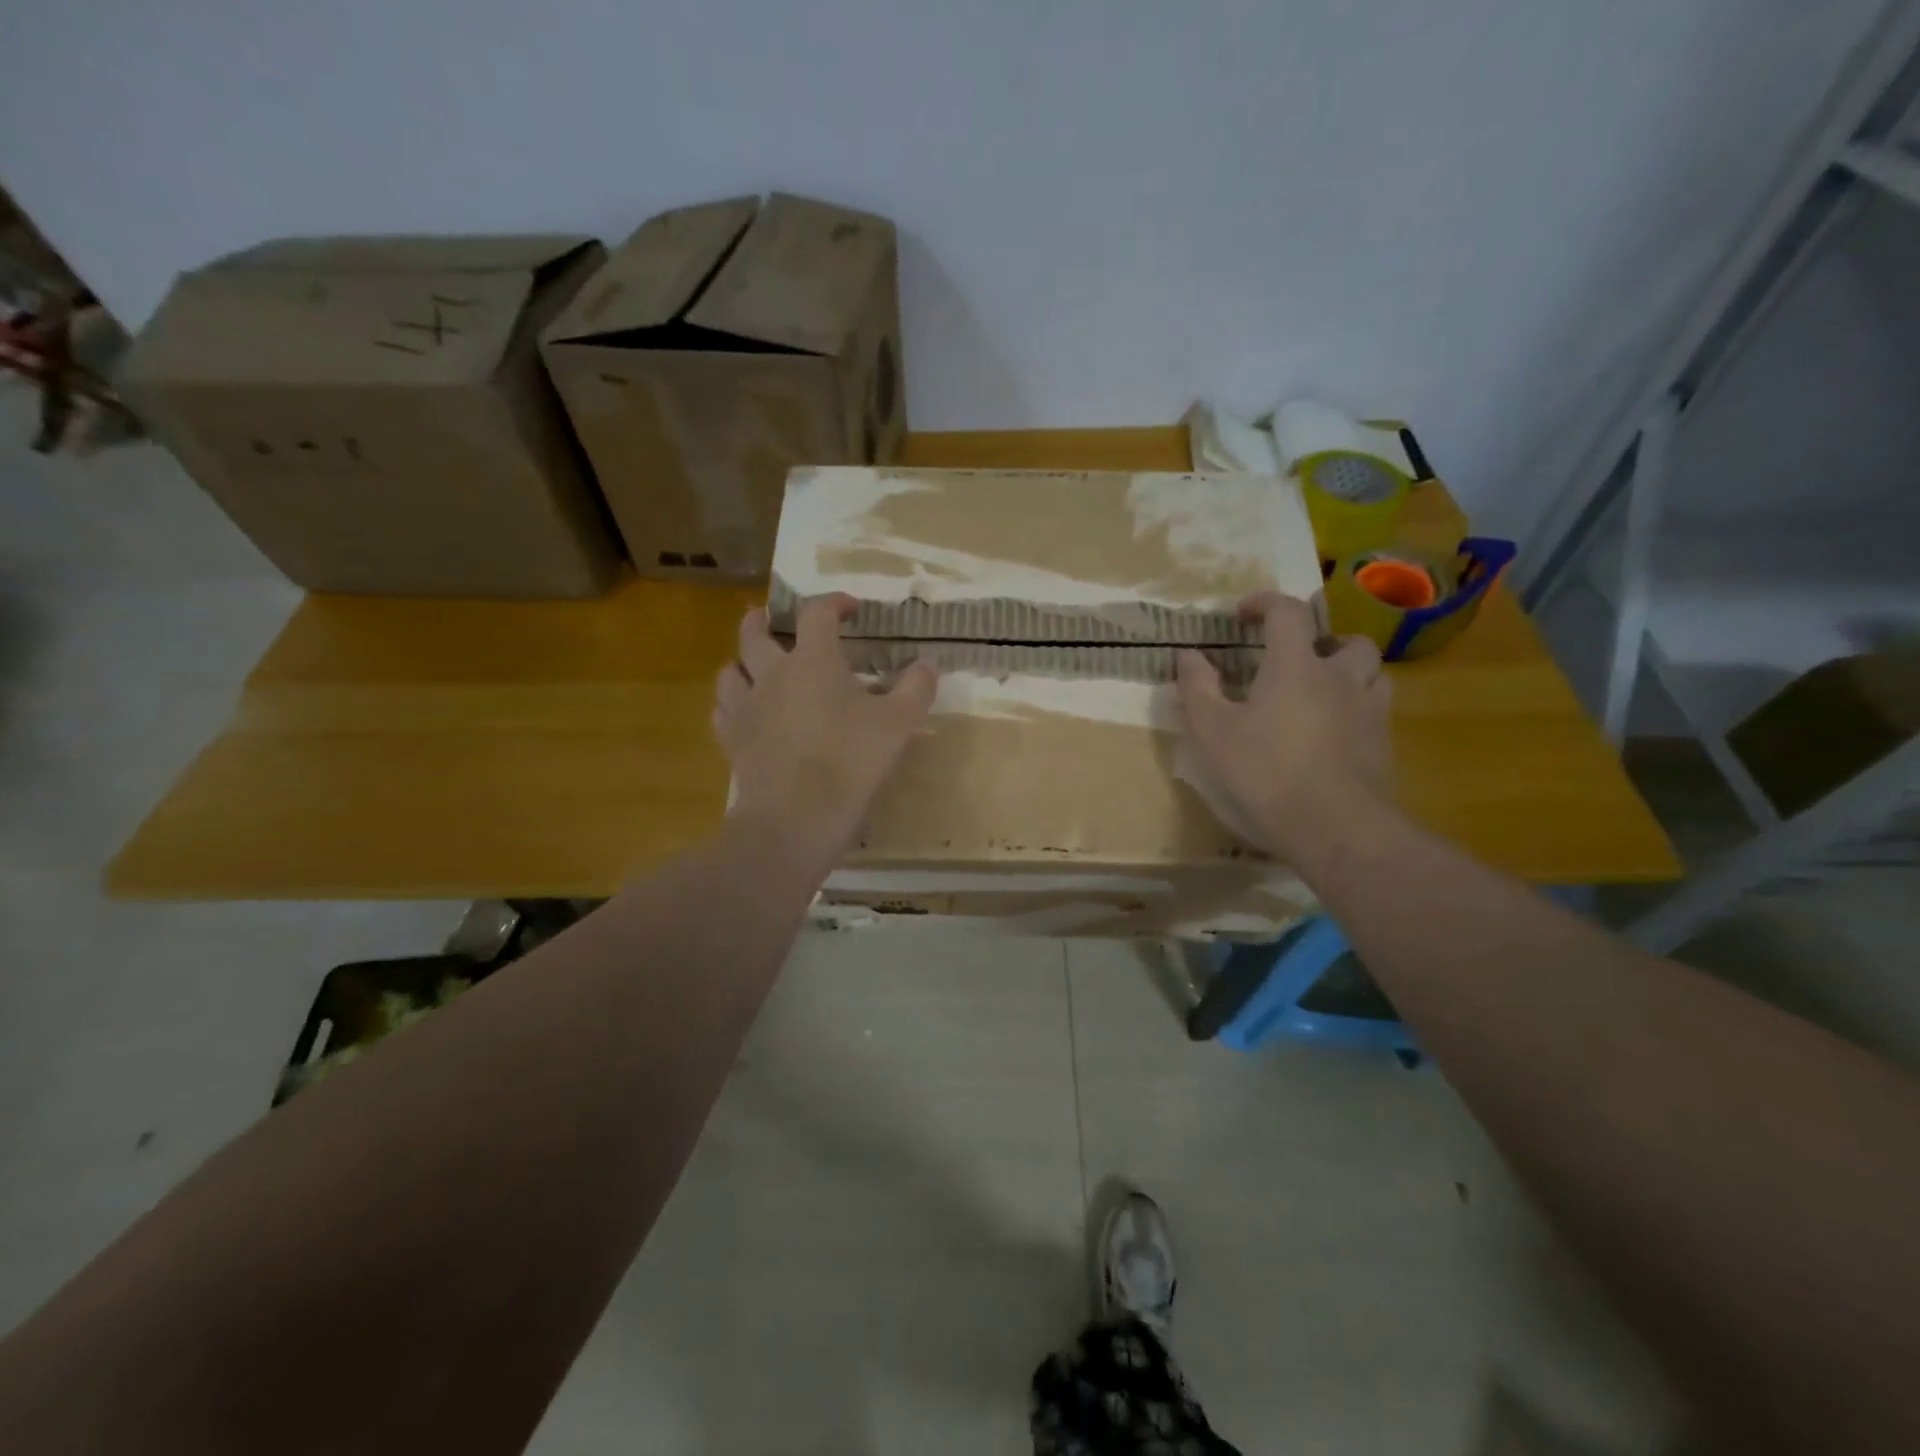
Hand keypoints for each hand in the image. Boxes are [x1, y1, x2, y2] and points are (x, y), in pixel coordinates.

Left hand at [713, 596, 937, 864]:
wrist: (795, 817)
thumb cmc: (851, 762)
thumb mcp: (899, 724)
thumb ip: (916, 688)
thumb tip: (926, 664)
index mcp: (813, 660)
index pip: (817, 613)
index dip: (834, 602)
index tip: (851, 608)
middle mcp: (771, 674)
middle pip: (753, 632)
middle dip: (763, 620)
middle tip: (773, 620)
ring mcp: (745, 708)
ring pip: (730, 670)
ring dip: (742, 663)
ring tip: (754, 668)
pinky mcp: (732, 741)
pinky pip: (722, 712)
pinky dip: (733, 706)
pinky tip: (746, 715)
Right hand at [1175, 592, 1392, 858]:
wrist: (1335, 825)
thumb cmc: (1266, 771)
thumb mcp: (1213, 731)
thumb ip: (1197, 687)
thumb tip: (1188, 654)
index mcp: (1295, 665)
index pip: (1287, 612)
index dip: (1264, 603)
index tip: (1242, 613)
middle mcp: (1339, 676)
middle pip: (1344, 640)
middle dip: (1320, 641)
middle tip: (1295, 661)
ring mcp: (1368, 709)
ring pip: (1371, 671)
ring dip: (1348, 671)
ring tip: (1322, 692)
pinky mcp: (1383, 742)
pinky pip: (1376, 709)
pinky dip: (1356, 707)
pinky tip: (1334, 732)